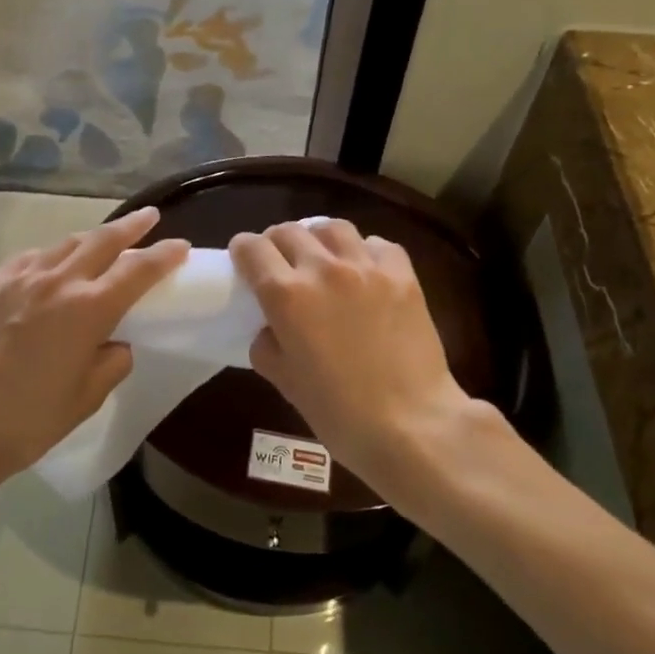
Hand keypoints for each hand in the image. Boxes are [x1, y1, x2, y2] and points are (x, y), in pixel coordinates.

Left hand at [0, 207, 188, 480]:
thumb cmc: (33, 418)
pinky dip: (49, 257)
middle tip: (149, 216)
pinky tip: (49, 266)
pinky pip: (29, 259)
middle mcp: (58, 281)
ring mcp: (21, 278)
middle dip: (132, 225)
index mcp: (90, 308)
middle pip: (103, 240)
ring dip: (90, 238)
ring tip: (102, 240)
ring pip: (65, 244)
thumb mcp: (88, 396)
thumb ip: (113, 362)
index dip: (164, 255)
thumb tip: (115, 343)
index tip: (181, 246)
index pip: (139, 270)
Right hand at [229, 219, 481, 492]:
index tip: (244, 259)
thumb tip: (271, 328)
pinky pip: (377, 243)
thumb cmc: (340, 413)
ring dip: (318, 238)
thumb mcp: (285, 383)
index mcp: (287, 295)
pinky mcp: (402, 274)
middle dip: (276, 242)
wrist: (412, 425)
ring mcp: (366, 267)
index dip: (243, 250)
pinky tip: (365, 269)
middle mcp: (323, 269)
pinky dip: (364, 250)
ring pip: (332, 228)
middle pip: (289, 230)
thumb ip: (267, 345)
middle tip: (280, 262)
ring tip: (322, 257)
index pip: (252, 249)